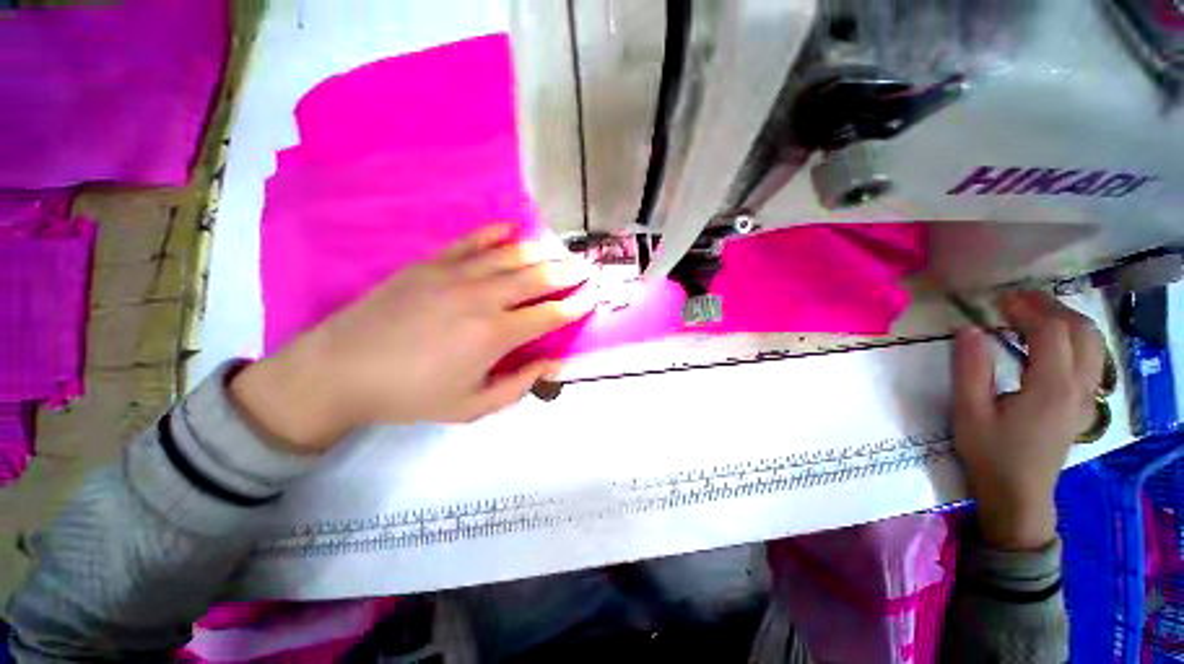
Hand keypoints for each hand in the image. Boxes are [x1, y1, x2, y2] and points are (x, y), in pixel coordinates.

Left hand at [230, 224, 595, 452]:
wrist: (341, 370)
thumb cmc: (411, 394)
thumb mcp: (471, 406)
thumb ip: (519, 385)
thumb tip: (552, 363)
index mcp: (495, 335)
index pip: (549, 315)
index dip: (575, 306)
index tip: (592, 297)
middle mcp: (483, 298)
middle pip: (537, 278)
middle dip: (567, 272)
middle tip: (586, 266)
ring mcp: (456, 275)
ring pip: (510, 256)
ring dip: (541, 251)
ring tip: (560, 248)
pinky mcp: (431, 263)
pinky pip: (471, 241)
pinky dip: (495, 233)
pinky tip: (511, 229)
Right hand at [953, 291, 1103, 549]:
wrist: (1018, 494)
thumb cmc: (990, 453)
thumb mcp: (970, 412)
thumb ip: (970, 368)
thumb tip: (968, 328)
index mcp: (1052, 388)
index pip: (1051, 332)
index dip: (1026, 309)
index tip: (997, 302)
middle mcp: (1080, 387)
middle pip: (1081, 331)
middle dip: (1051, 307)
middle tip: (1017, 301)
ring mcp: (1087, 397)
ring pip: (1093, 343)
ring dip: (1066, 320)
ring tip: (1033, 314)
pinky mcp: (1084, 404)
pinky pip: (1092, 359)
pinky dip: (1074, 338)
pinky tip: (1051, 341)